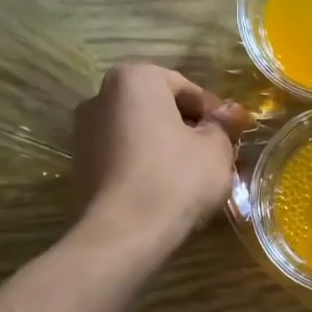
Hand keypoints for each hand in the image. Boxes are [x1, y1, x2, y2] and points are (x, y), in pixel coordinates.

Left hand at [72, 63, 247, 246]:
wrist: (124, 233)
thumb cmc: (176, 178)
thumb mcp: (216, 148)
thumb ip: (223, 124)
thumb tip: (229, 113)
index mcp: (135, 78)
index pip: (185, 87)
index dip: (213, 112)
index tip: (230, 136)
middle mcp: (101, 96)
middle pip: (158, 107)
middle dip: (187, 127)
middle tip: (214, 155)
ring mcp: (84, 132)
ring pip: (140, 133)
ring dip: (165, 147)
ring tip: (192, 175)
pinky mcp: (80, 165)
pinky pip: (123, 156)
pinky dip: (144, 165)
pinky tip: (165, 190)